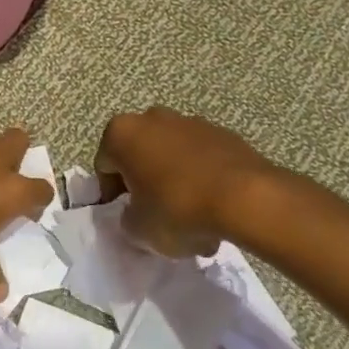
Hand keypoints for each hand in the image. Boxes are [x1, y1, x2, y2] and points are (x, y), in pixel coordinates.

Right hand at [95, 107, 277, 257]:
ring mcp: (190, 121)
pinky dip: (200, 176)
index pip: (103, 165)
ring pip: (170, 154)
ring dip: (172, 178)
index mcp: (122, 133)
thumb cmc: (178, 208)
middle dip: (143, 182)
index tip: (124, 216)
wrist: (245, 197)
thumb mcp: (138, 229)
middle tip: (153, 214)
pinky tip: (212, 206)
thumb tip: (135, 214)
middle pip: (138, 154)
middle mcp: (152, 118)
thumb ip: (127, 221)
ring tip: (189, 216)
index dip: (110, 195)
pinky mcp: (222, 133)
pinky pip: (200, 157)